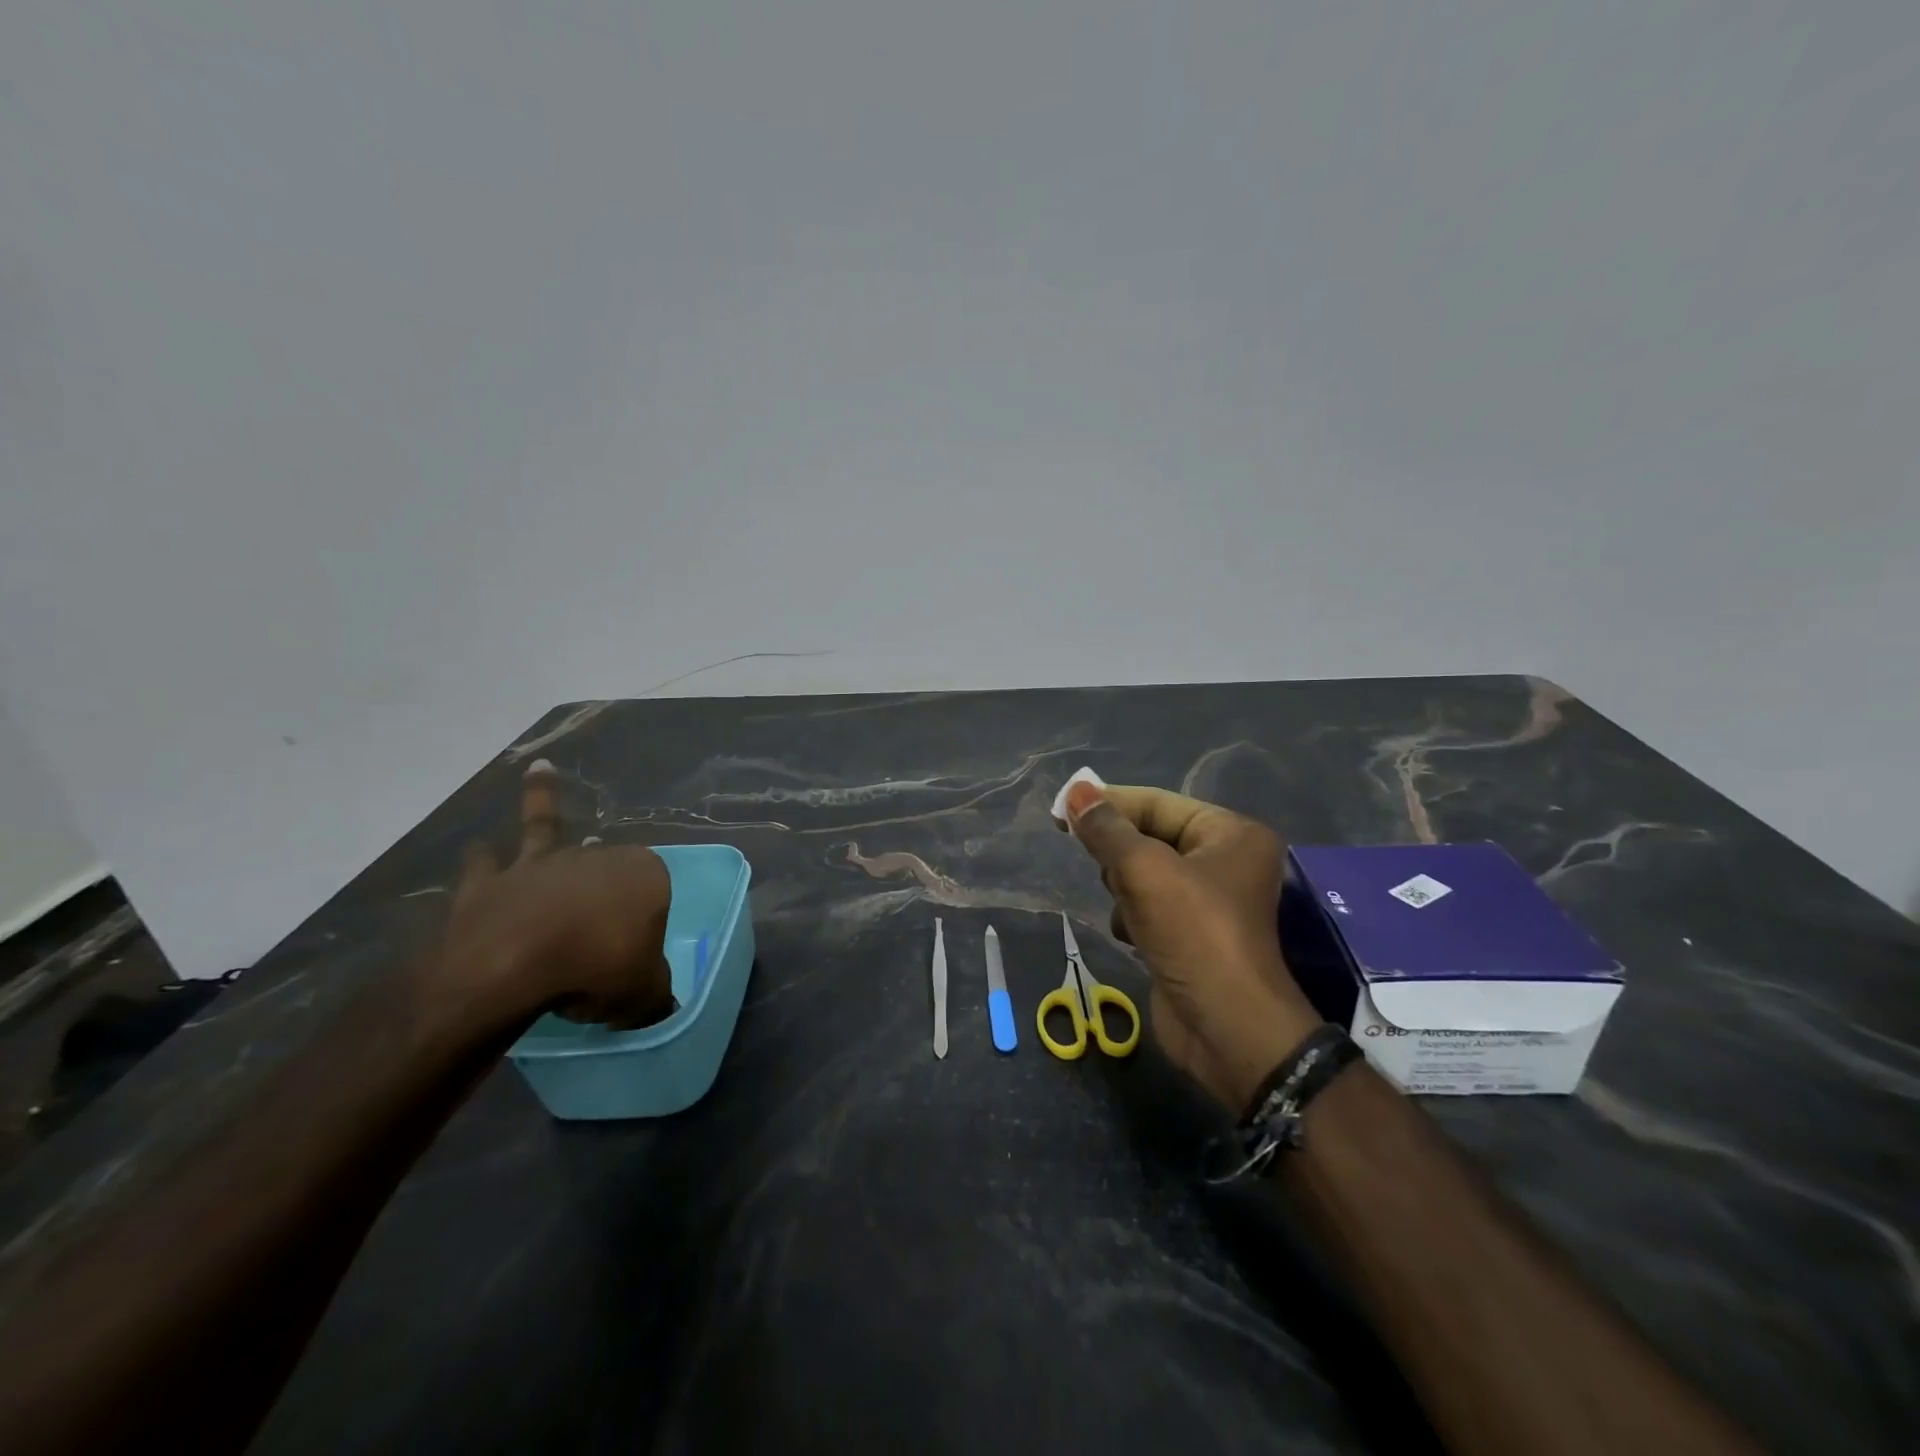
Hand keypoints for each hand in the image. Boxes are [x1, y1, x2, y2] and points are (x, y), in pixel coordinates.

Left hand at [431, 760, 675, 1033]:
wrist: (514, 968)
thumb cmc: (596, 969)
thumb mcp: (643, 994)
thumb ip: (655, 994)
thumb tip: (660, 1004)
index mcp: (643, 875)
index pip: (655, 889)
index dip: (648, 918)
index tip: (637, 951)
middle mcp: (596, 857)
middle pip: (606, 862)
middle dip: (607, 875)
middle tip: (603, 906)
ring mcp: (542, 864)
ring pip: (547, 829)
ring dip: (542, 799)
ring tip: (541, 770)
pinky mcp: (493, 881)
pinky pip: (487, 860)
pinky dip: (483, 851)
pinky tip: (479, 842)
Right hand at [1062, 780, 1320, 1110]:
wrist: (1227, 1030)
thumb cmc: (1194, 934)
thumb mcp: (1145, 871)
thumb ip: (1107, 830)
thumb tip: (1075, 792)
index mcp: (1230, 833)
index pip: (1157, 803)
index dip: (1109, 803)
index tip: (1061, 809)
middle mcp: (1224, 860)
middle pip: (1149, 837)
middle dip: (1121, 855)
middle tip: (1105, 871)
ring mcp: (1206, 901)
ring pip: (1142, 874)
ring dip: (1125, 890)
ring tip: (1130, 910)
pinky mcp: (1189, 935)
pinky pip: (1146, 907)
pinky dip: (1132, 917)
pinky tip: (1133, 937)